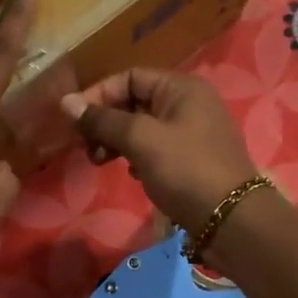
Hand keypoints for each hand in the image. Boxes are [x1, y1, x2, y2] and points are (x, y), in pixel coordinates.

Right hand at [60, 69, 258, 233]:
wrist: (231, 220)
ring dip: (117, 141)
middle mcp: (189, 103)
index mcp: (181, 88)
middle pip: (135, 101)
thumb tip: (66, 102)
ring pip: (143, 127)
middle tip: (87, 147)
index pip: (130, 77)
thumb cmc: (185, 170)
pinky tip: (131, 174)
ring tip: (101, 162)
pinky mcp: (192, 160)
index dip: (99, 94)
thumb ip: (103, 120)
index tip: (75, 121)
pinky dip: (137, 156)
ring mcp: (193, 132)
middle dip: (106, 122)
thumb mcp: (141, 140)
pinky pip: (156, 148)